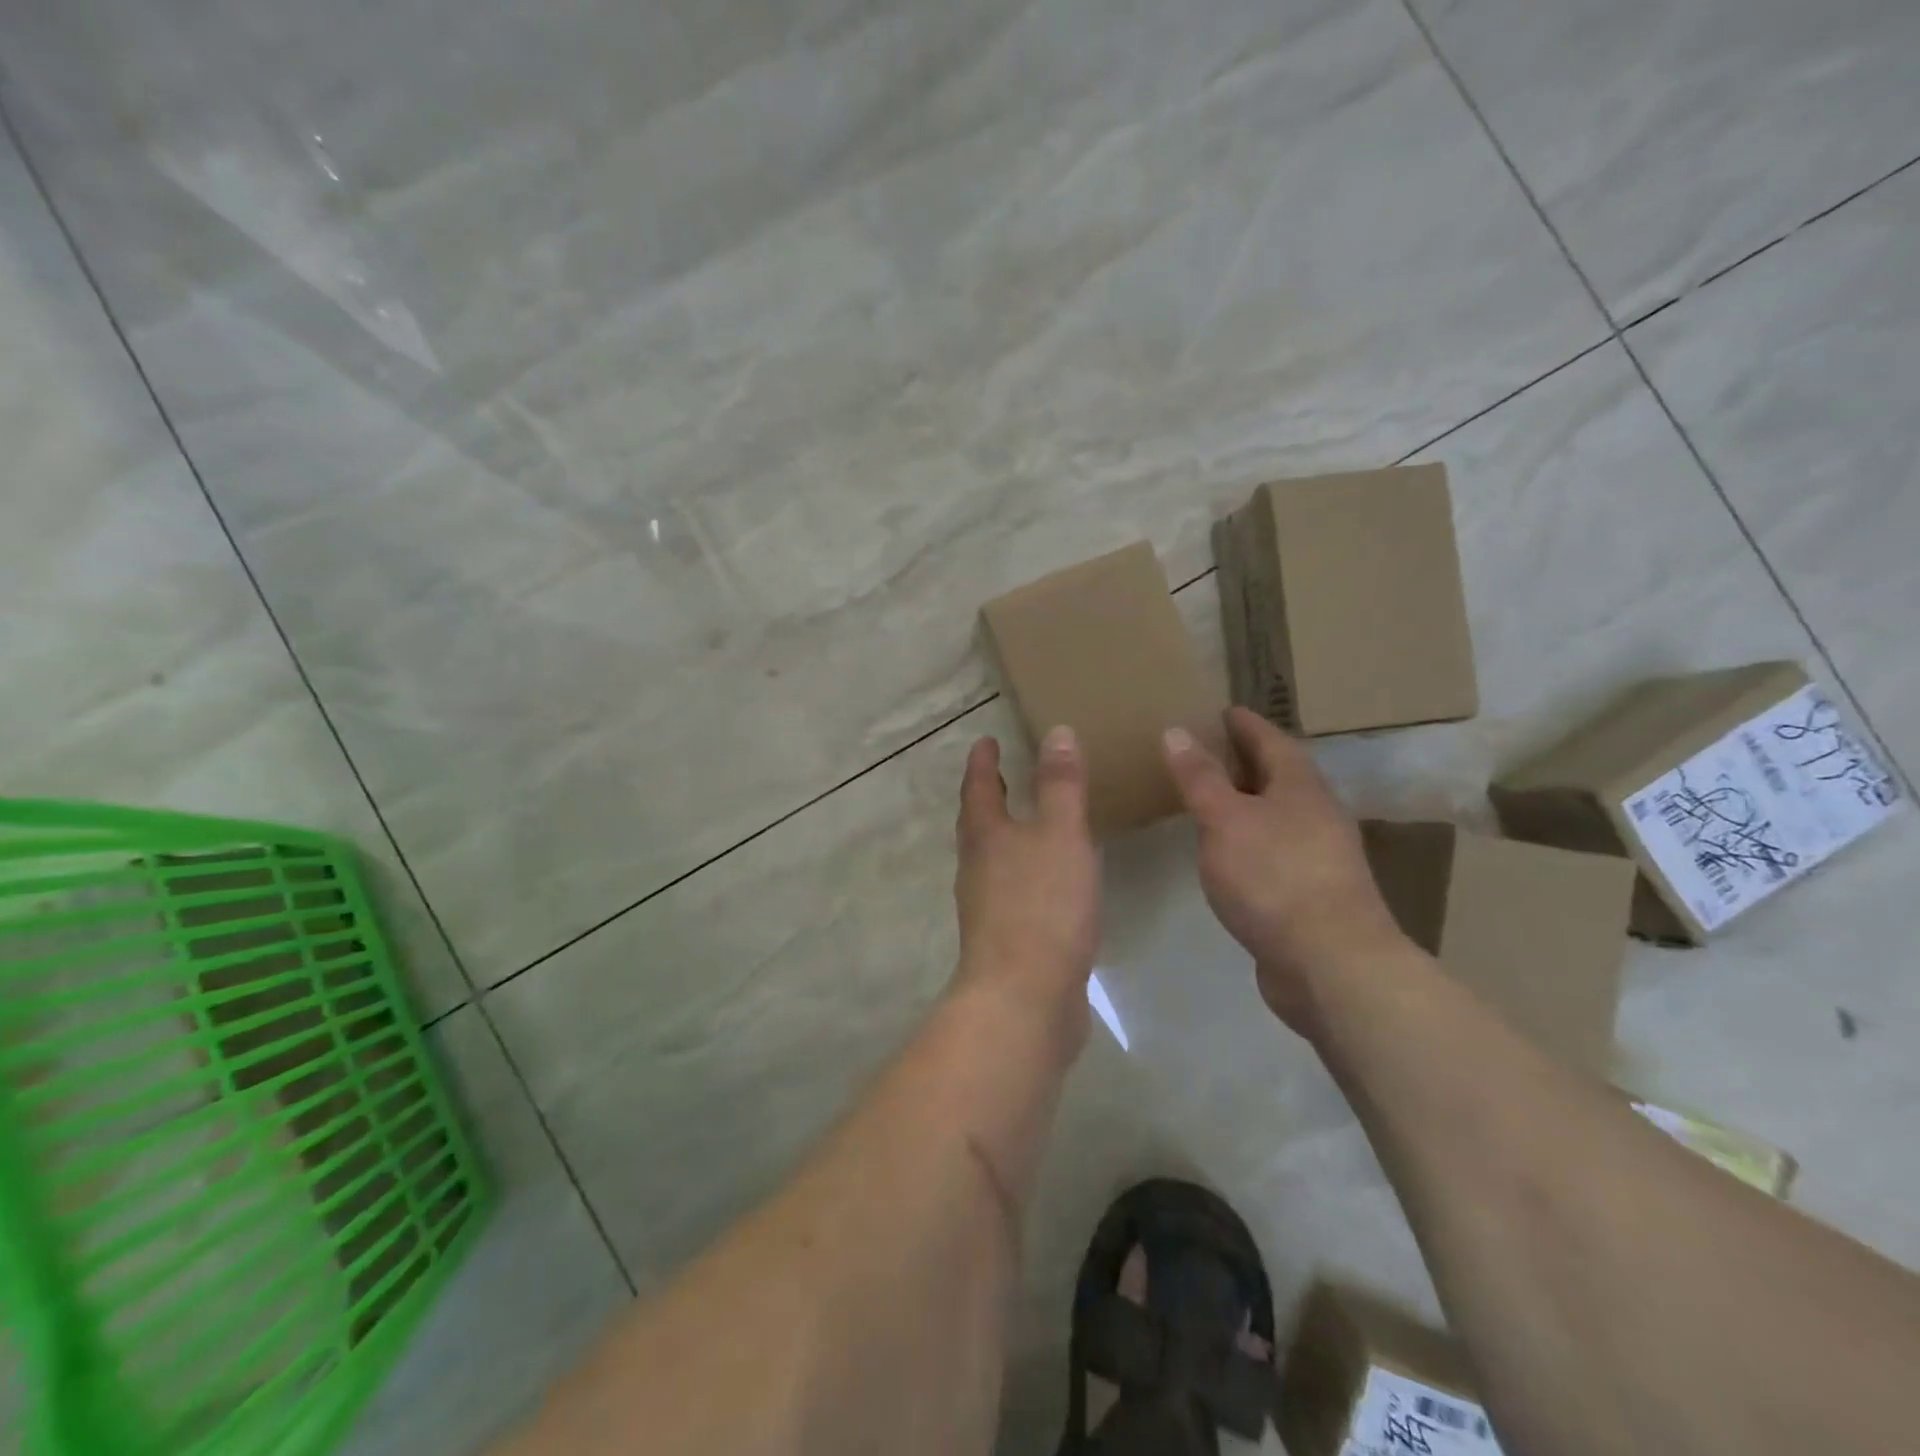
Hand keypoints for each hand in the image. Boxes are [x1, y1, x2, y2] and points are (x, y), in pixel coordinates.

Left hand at [953, 728, 1098, 1050]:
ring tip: (1029, 823)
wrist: (1024, 999)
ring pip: (993, 858)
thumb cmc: (1042, 906)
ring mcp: (987, 906)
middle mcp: (978, 867)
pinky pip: (1014, 891)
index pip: (979, 787)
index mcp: (985, 836)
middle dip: (989, 797)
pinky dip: (1026, 873)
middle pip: (978, 823)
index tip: (985, 740)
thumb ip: (1061, 785)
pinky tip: (1050, 882)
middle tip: (1002, 775)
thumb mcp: (1060, 835)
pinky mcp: (1006, 939)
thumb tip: (1056, 731)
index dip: (983, 762)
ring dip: (1006, 835)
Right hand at [1162, 707, 1405, 1032]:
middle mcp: (1318, 814)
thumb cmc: (1274, 877)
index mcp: (1300, 787)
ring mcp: (1320, 856)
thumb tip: (1176, 730)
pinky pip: (1277, 849)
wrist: (1331, 963)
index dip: (1246, 724)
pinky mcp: (1313, 893)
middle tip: (1212, 750)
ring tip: (1215, 798)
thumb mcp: (1225, 820)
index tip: (1224, 710)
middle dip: (1249, 761)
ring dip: (1251, 802)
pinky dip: (1252, 839)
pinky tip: (1231, 853)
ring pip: (1280, 814)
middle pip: (1281, 776)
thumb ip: (1199, 778)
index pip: (1271, 740)